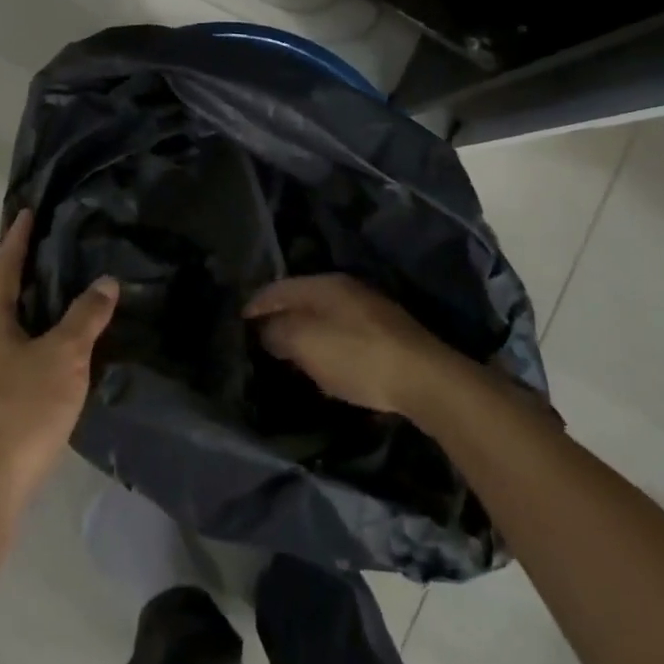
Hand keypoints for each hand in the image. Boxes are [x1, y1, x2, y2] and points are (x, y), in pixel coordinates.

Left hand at [0, 210, 117, 511]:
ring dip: (32, 308)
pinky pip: (12, 350)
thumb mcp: (64, 357)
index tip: (28, 210)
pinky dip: (33, 337)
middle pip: (3, 293)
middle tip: (59, 254)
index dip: (19, 237)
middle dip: (26, 272)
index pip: (6, 264)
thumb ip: (86, 317)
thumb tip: (106, 281)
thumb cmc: (21, 410)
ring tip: (66, 298)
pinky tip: (57, 350)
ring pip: (8, 325)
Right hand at [245, 274, 461, 418]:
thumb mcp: (305, 343)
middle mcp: (346, 289)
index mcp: (324, 284)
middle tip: (258, 341)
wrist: (425, 379)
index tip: (238, 325)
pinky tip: (324, 365)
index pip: (277, 288)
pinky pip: (343, 334)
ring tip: (286, 356)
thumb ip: (277, 332)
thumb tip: (264, 329)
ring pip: (323, 317)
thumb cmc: (356, 356)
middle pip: (301, 300)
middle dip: (279, 318)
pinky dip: (326, 345)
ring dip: (303, 333)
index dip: (255, 305)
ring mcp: (370, 310)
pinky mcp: (387, 334)